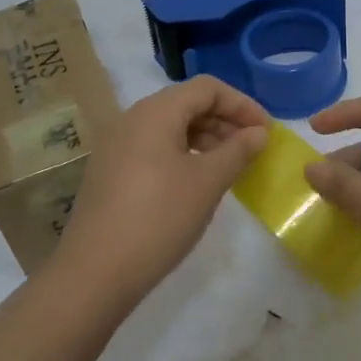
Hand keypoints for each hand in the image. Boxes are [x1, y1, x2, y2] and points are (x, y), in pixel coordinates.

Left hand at [51, 75, 270, 308]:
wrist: (95, 272)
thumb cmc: (159, 218)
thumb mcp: (207, 182)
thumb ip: (238, 151)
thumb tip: (258, 132)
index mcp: (155, 111)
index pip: (207, 88)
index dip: (241, 104)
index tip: (266, 131)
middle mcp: (131, 118)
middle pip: (186, 103)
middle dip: (224, 120)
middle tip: (252, 149)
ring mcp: (116, 145)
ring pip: (169, 126)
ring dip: (205, 138)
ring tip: (230, 166)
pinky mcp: (109, 170)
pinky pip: (153, 147)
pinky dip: (182, 153)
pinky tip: (197, 181)